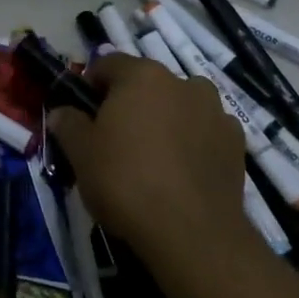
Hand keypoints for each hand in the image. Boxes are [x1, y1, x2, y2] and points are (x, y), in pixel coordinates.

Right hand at [47, 53, 246, 267]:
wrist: (192, 233)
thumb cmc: (126, 181)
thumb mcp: (81, 154)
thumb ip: (68, 124)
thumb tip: (61, 112)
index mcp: (142, 75)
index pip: (108, 64)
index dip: (91, 86)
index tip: (83, 115)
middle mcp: (183, 83)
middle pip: (147, 84)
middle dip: (130, 104)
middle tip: (115, 140)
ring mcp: (215, 111)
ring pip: (180, 105)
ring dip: (166, 119)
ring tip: (153, 157)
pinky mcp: (237, 144)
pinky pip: (205, 132)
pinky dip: (193, 142)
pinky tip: (182, 172)